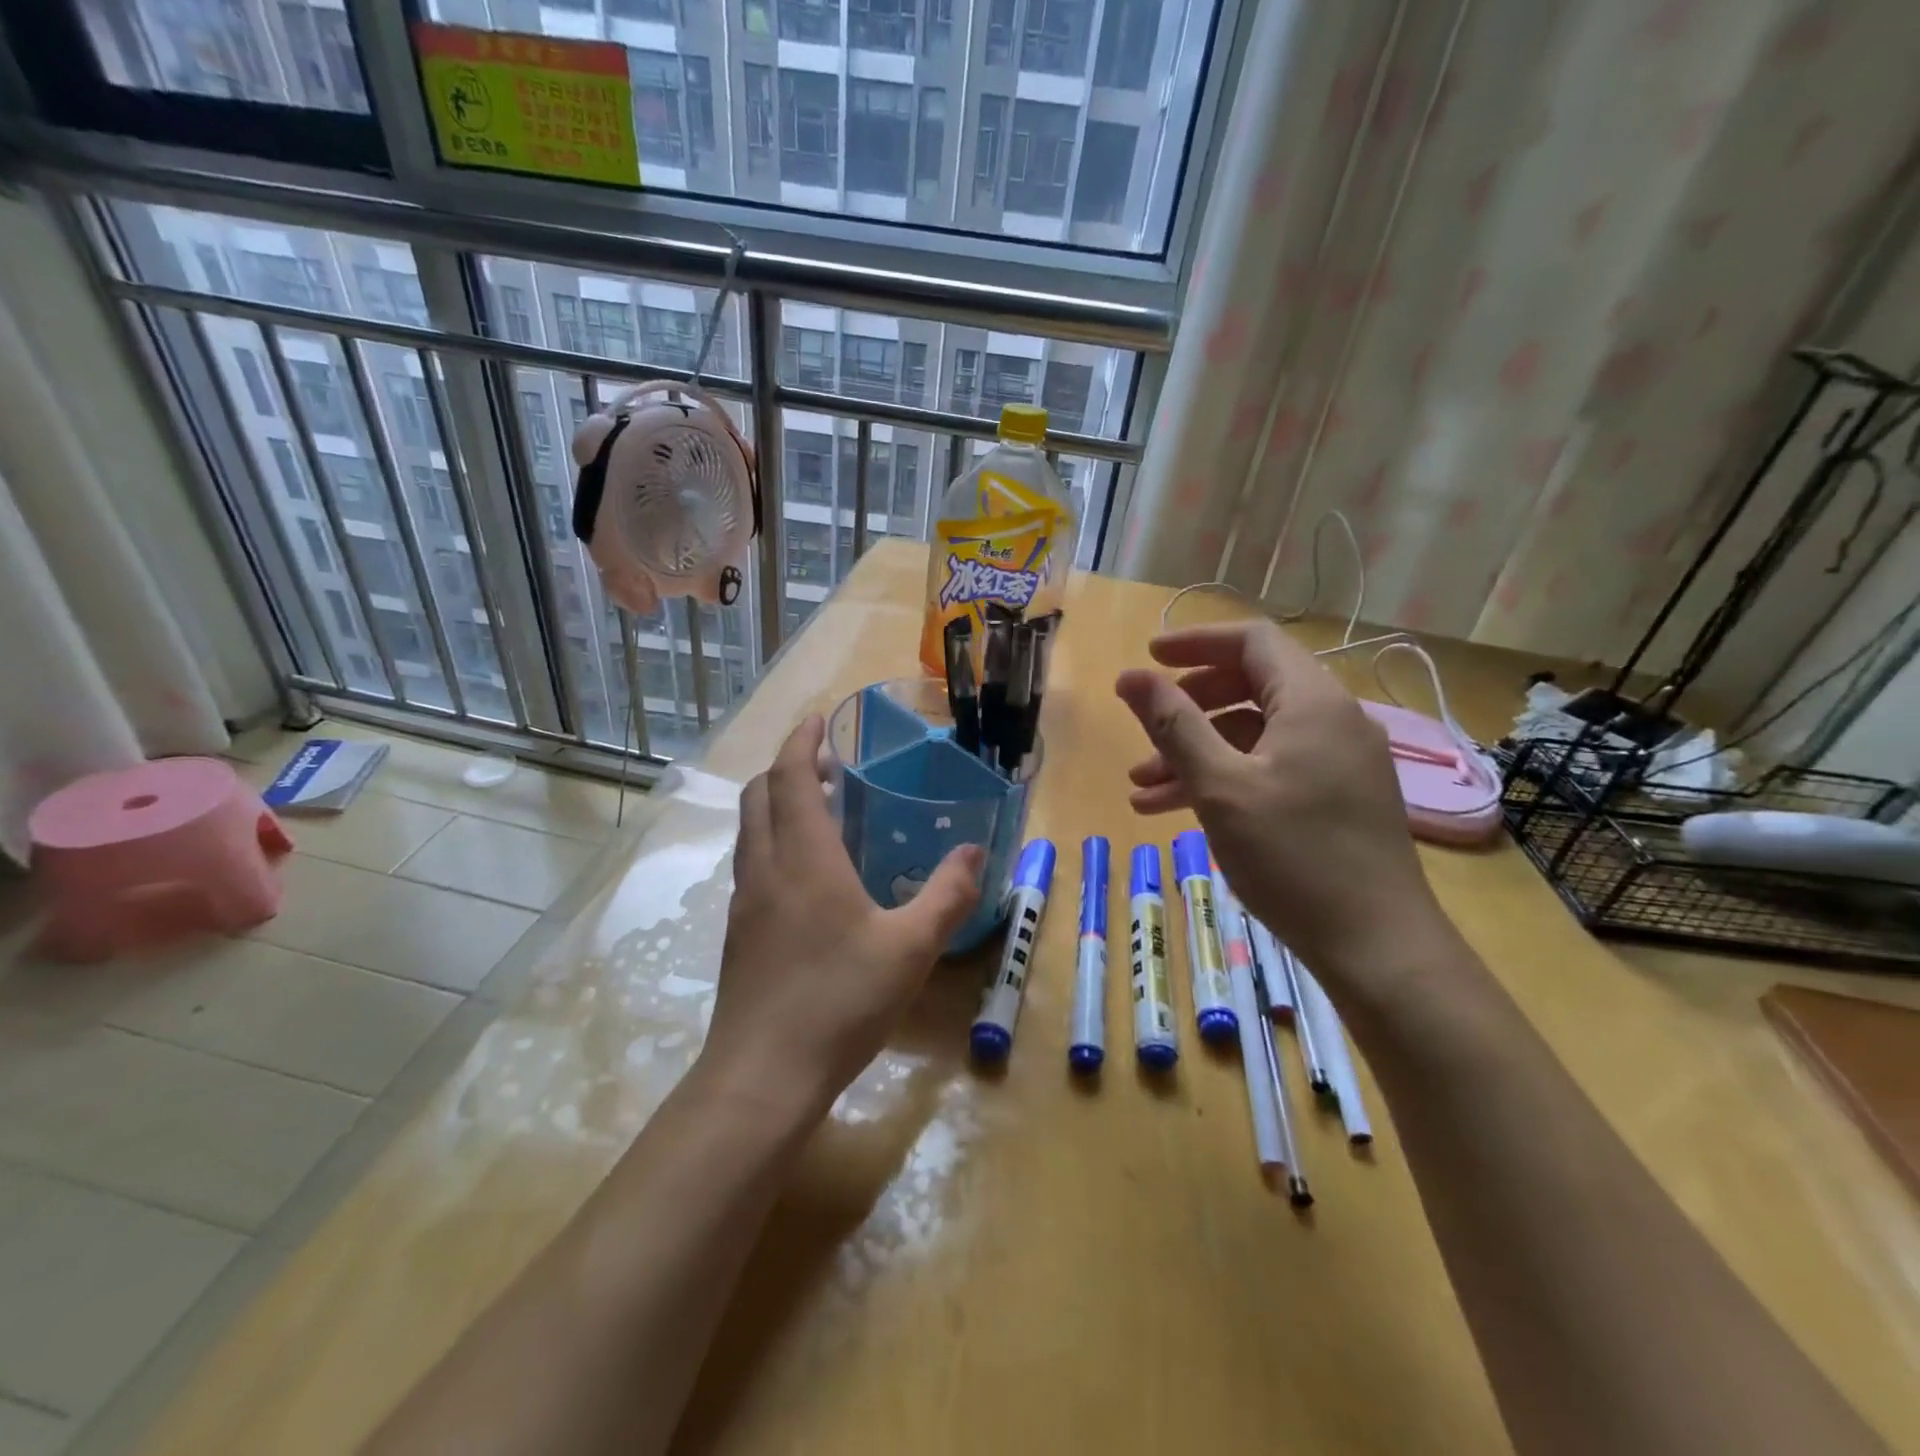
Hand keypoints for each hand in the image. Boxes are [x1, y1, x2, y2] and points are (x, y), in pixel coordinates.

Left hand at [702, 715, 984, 1118]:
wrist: (763, 1075)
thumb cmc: (839, 1001)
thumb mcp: (910, 948)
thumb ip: (947, 894)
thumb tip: (975, 851)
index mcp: (803, 857)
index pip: (789, 776)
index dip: (801, 739)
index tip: (821, 719)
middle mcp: (766, 868)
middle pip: (759, 794)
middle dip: (787, 766)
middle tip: (828, 766)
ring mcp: (745, 902)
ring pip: (751, 829)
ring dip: (777, 803)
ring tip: (821, 811)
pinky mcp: (739, 932)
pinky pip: (752, 862)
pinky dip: (774, 840)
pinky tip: (808, 875)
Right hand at [1114, 620, 1446, 1000]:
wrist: (1377, 945)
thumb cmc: (1293, 857)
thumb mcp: (1220, 786)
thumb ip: (1173, 725)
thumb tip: (1130, 677)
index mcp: (1312, 701)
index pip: (1251, 641)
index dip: (1195, 643)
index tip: (1148, 658)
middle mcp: (1332, 719)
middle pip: (1250, 686)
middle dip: (1188, 706)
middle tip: (1145, 727)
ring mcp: (1338, 761)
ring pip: (1254, 734)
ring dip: (1197, 752)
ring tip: (1141, 788)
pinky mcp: (1336, 797)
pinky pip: (1271, 768)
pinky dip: (1225, 778)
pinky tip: (1178, 810)